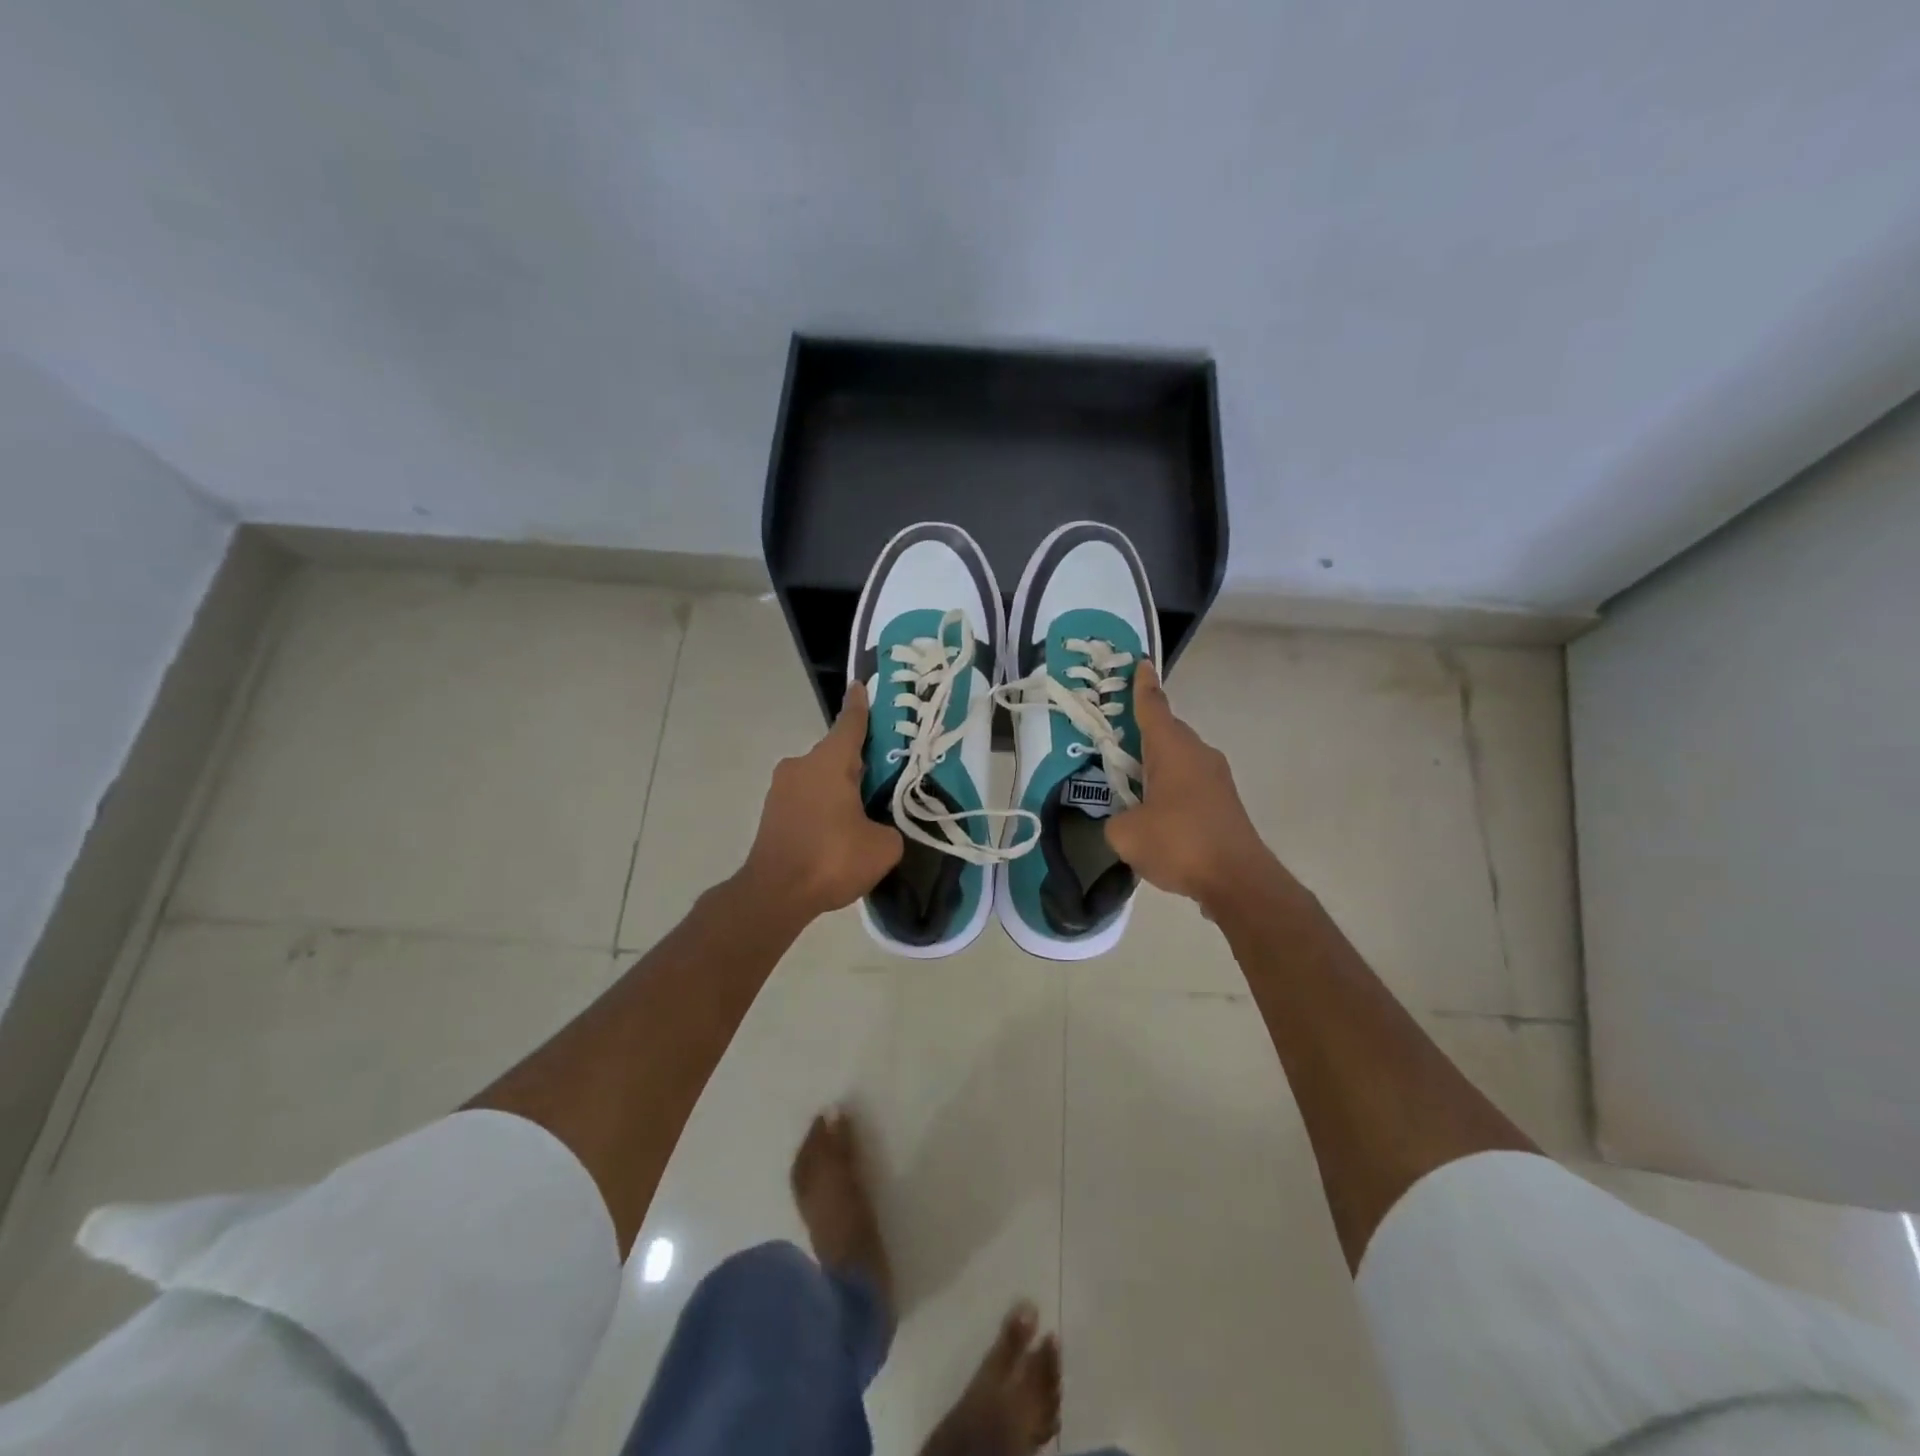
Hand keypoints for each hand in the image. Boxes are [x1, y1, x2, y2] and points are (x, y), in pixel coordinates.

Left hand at [740, 683, 903, 922]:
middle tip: (885, 777)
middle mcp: (801, 766)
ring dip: (840, 789)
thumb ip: (889, 827)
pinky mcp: (772, 813)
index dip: (860, 706)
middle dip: (859, 763)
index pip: (850, 724)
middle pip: (837, 754)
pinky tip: (839, 832)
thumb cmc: (832, 859)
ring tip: (864, 812)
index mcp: (829, 762)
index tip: (861, 686)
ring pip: (820, 778)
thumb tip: (880, 827)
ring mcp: (781, 790)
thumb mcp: (883, 846)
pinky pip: (807, 799)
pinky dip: (824, 807)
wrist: (775, 895)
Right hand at [1104, 661, 1272, 908]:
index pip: (1152, 707)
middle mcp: (1197, 754)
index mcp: (1171, 749)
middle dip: (1142, 733)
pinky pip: (1190, 784)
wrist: (1237, 880)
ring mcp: (1216, 779)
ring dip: (1156, 766)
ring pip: (1179, 760)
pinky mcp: (1224, 804)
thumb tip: (1124, 819)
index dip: (1142, 686)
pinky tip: (1156, 815)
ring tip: (1130, 783)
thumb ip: (1116, 819)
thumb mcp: (1125, 834)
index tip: (1141, 663)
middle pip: (1166, 732)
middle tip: (1114, 740)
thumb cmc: (1178, 843)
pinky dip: (1171, 789)